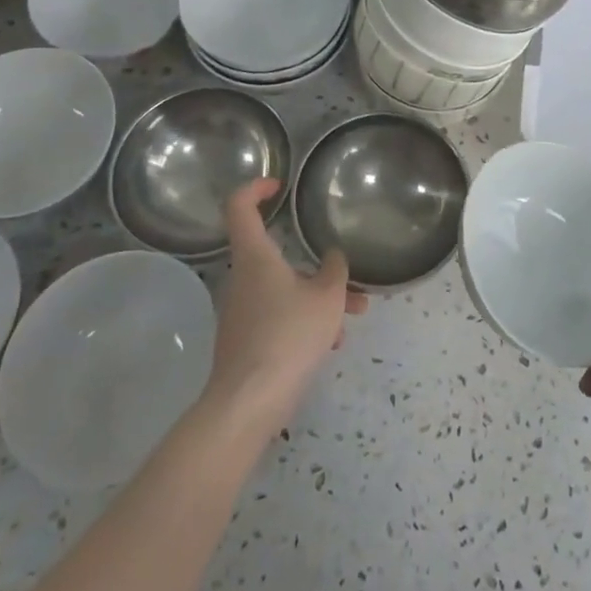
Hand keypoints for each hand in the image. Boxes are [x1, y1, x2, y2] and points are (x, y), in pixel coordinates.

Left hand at [206, 179, 366, 438]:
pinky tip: (330, 343)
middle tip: (345, 275)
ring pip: (283, 289)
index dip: (256, 188)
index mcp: (255, 257)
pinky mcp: (245, 341)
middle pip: (275, 255)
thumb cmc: (288, 336)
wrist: (248, 403)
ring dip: (317, 297)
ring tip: (351, 317)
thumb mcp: (327, 298)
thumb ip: (335, 270)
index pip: (239, 206)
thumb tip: (333, 256)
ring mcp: (241, 311)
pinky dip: (304, 320)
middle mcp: (242, 278)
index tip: (279, 186)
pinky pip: (278, 316)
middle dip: (314, 264)